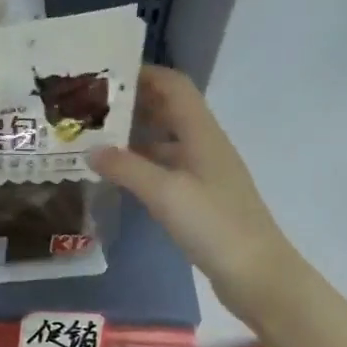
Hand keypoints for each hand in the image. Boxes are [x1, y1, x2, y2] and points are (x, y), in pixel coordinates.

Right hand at [91, 65, 294, 321]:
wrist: (256, 273)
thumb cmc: (214, 225)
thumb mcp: (165, 193)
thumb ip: (126, 168)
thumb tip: (90, 149)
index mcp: (201, 133)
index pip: (174, 85)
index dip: (144, 73)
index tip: (105, 73)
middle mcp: (204, 145)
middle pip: (168, 110)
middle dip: (132, 103)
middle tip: (90, 106)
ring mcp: (203, 173)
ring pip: (165, 141)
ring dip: (134, 135)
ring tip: (94, 138)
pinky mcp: (200, 198)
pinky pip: (165, 168)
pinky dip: (141, 164)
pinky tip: (117, 175)